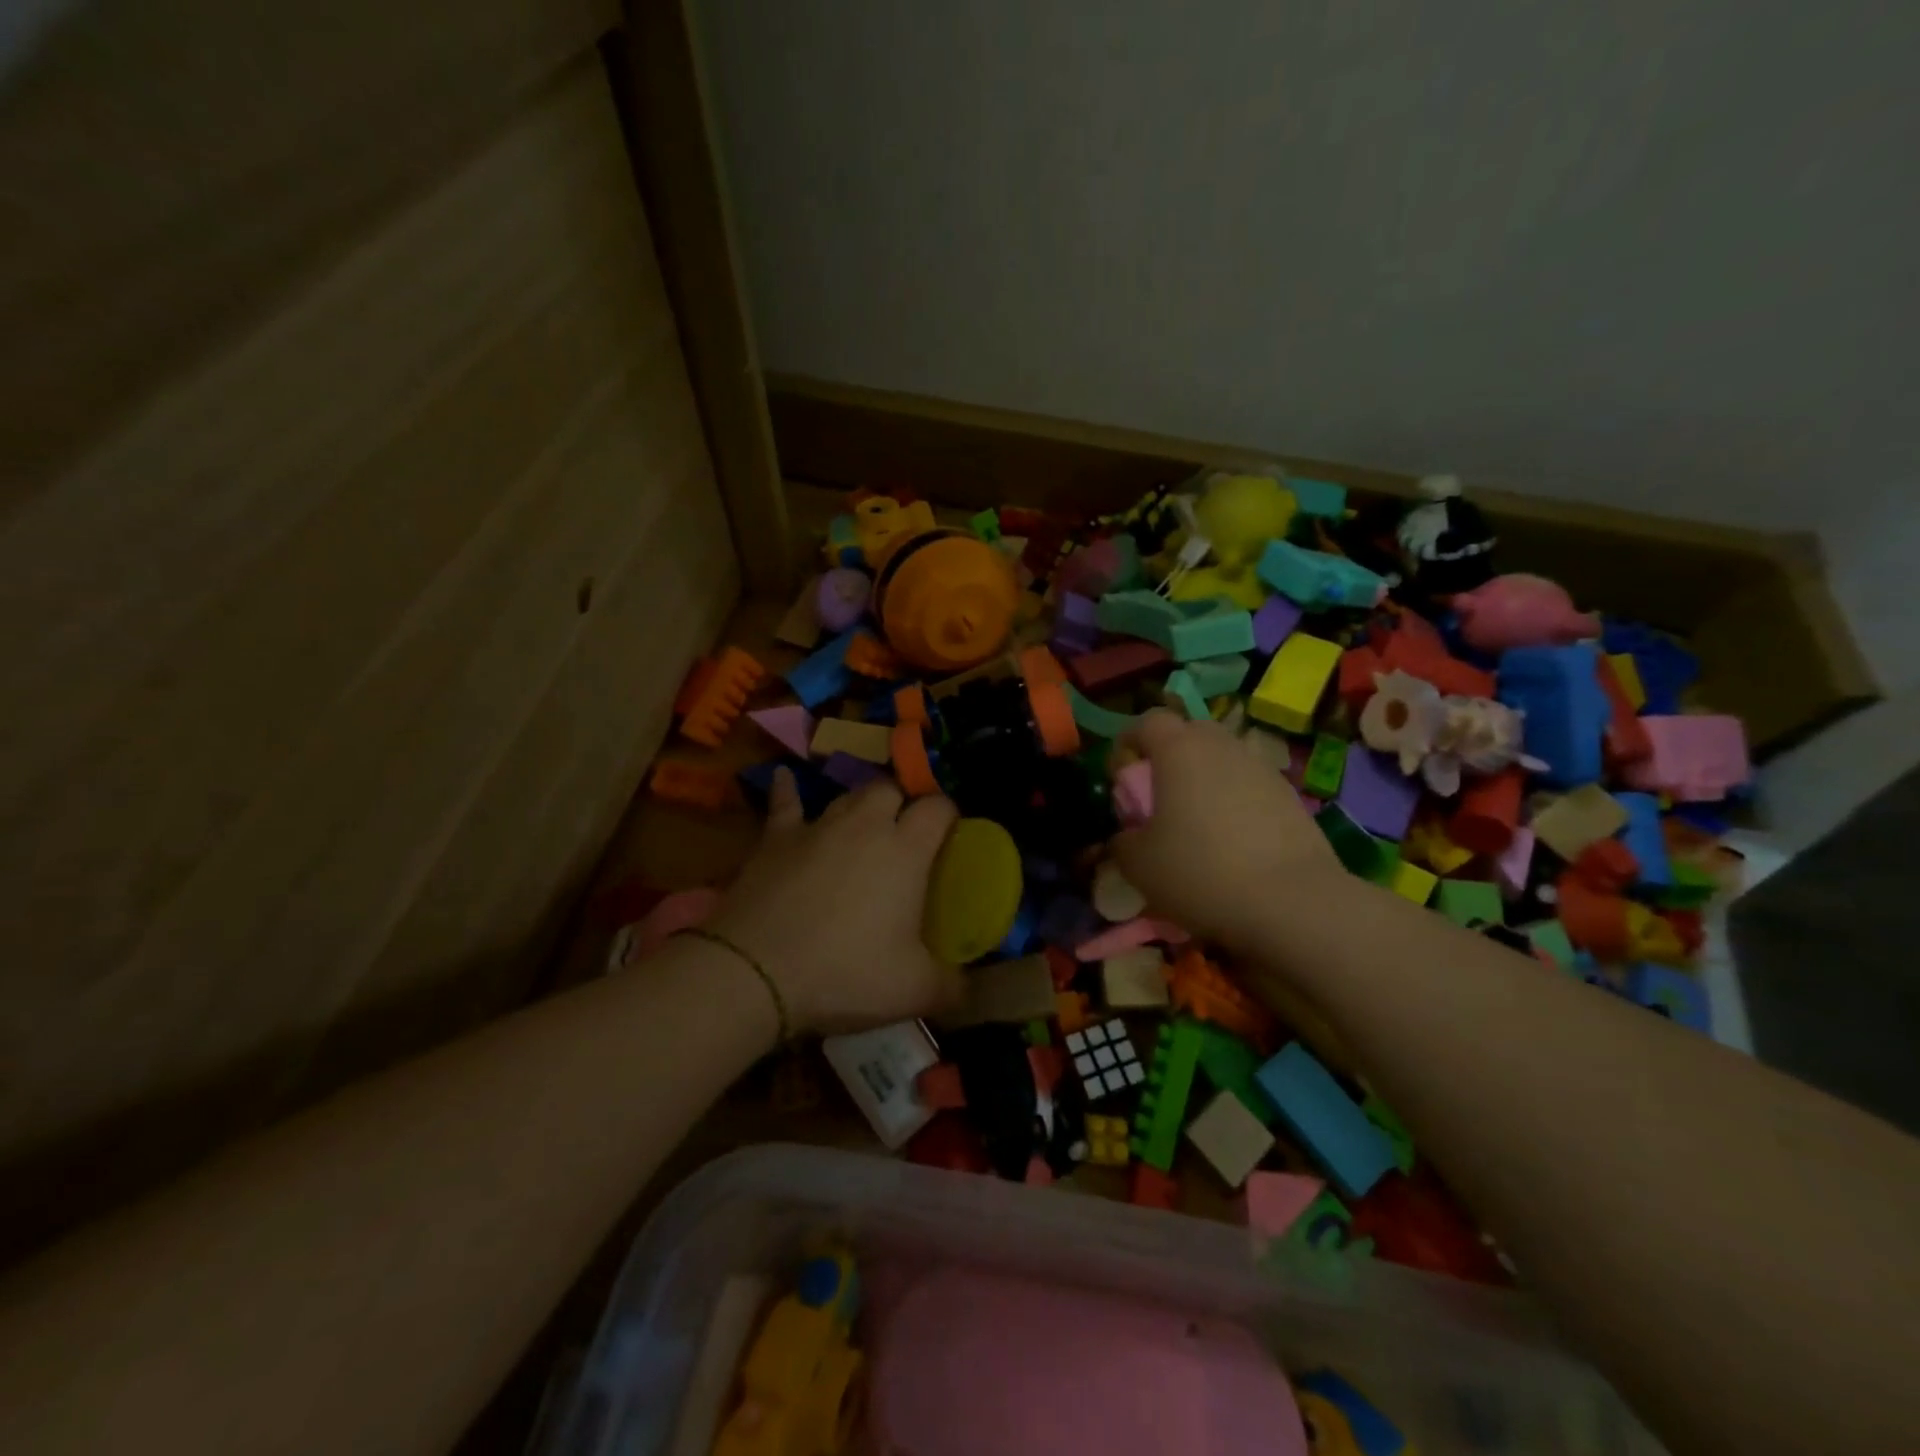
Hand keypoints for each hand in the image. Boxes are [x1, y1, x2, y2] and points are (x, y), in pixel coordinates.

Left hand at [706, 771, 964, 1034]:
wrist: (757, 971)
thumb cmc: (845, 973)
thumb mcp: (914, 991)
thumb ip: (951, 986)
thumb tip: (969, 989)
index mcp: (905, 850)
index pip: (937, 808)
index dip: (948, 815)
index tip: (950, 834)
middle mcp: (864, 825)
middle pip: (890, 789)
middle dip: (901, 804)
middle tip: (903, 835)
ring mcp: (817, 827)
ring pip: (847, 796)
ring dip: (859, 805)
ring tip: (863, 823)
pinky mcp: (776, 838)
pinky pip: (786, 803)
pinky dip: (789, 791)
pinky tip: (786, 777)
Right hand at [1111, 710, 1342, 948]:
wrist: (1293, 902)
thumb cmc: (1201, 871)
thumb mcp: (1139, 865)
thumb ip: (1122, 842)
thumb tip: (1126, 837)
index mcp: (1179, 749)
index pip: (1147, 721)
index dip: (1127, 744)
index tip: (1119, 778)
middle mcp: (1222, 746)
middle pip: (1188, 733)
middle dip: (1168, 757)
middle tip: (1157, 796)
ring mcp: (1261, 768)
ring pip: (1222, 759)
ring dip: (1203, 779)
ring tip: (1196, 822)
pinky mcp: (1290, 796)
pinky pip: (1249, 785)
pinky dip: (1234, 801)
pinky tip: (1232, 842)